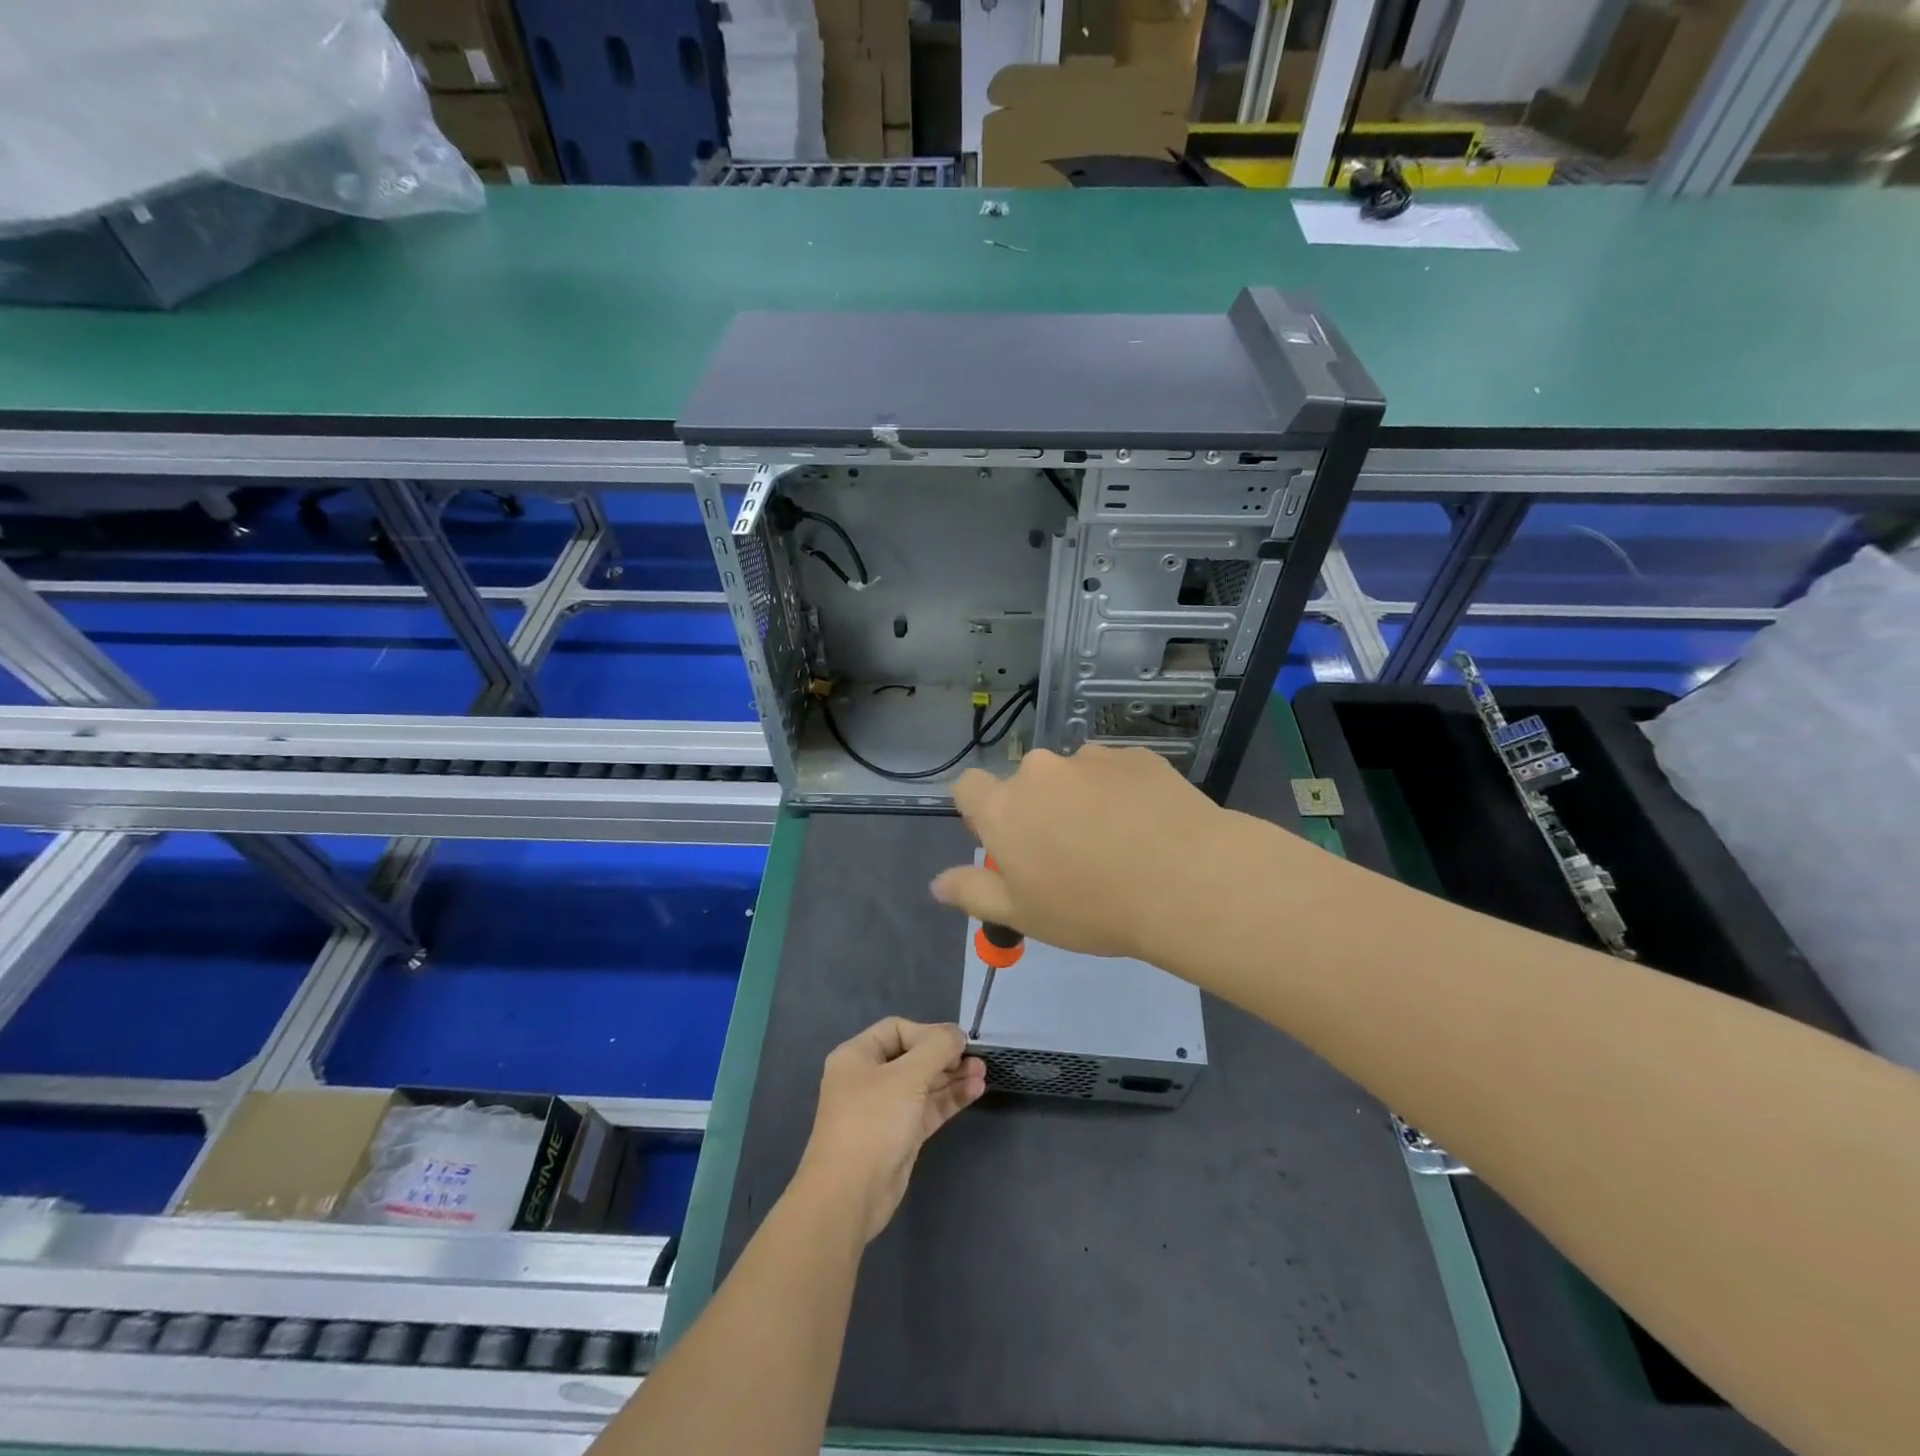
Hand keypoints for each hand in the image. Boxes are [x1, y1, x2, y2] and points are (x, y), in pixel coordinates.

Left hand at [796, 1018, 985, 1243]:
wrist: (850, 1196)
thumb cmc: (873, 1122)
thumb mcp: (907, 1077)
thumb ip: (936, 1049)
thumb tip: (957, 1033)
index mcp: (857, 1056)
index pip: (897, 1030)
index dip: (927, 1033)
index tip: (956, 1043)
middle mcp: (869, 1078)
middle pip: (913, 1057)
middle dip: (945, 1056)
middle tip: (977, 1059)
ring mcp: (885, 1108)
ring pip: (923, 1083)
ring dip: (952, 1077)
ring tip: (983, 1073)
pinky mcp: (900, 1135)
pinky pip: (927, 1108)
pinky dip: (949, 1098)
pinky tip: (975, 1090)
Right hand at [931, 745, 1239, 961]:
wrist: (1185, 880)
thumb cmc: (1092, 908)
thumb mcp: (1023, 915)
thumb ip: (973, 893)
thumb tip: (937, 883)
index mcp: (1005, 808)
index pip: (968, 787)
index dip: (979, 810)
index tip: (1006, 840)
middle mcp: (1040, 771)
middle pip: (1026, 784)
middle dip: (1038, 811)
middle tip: (1069, 855)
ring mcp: (1091, 758)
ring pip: (1073, 777)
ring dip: (1082, 800)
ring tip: (1118, 842)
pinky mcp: (1136, 756)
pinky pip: (1116, 773)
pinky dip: (1122, 793)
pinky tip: (1148, 826)